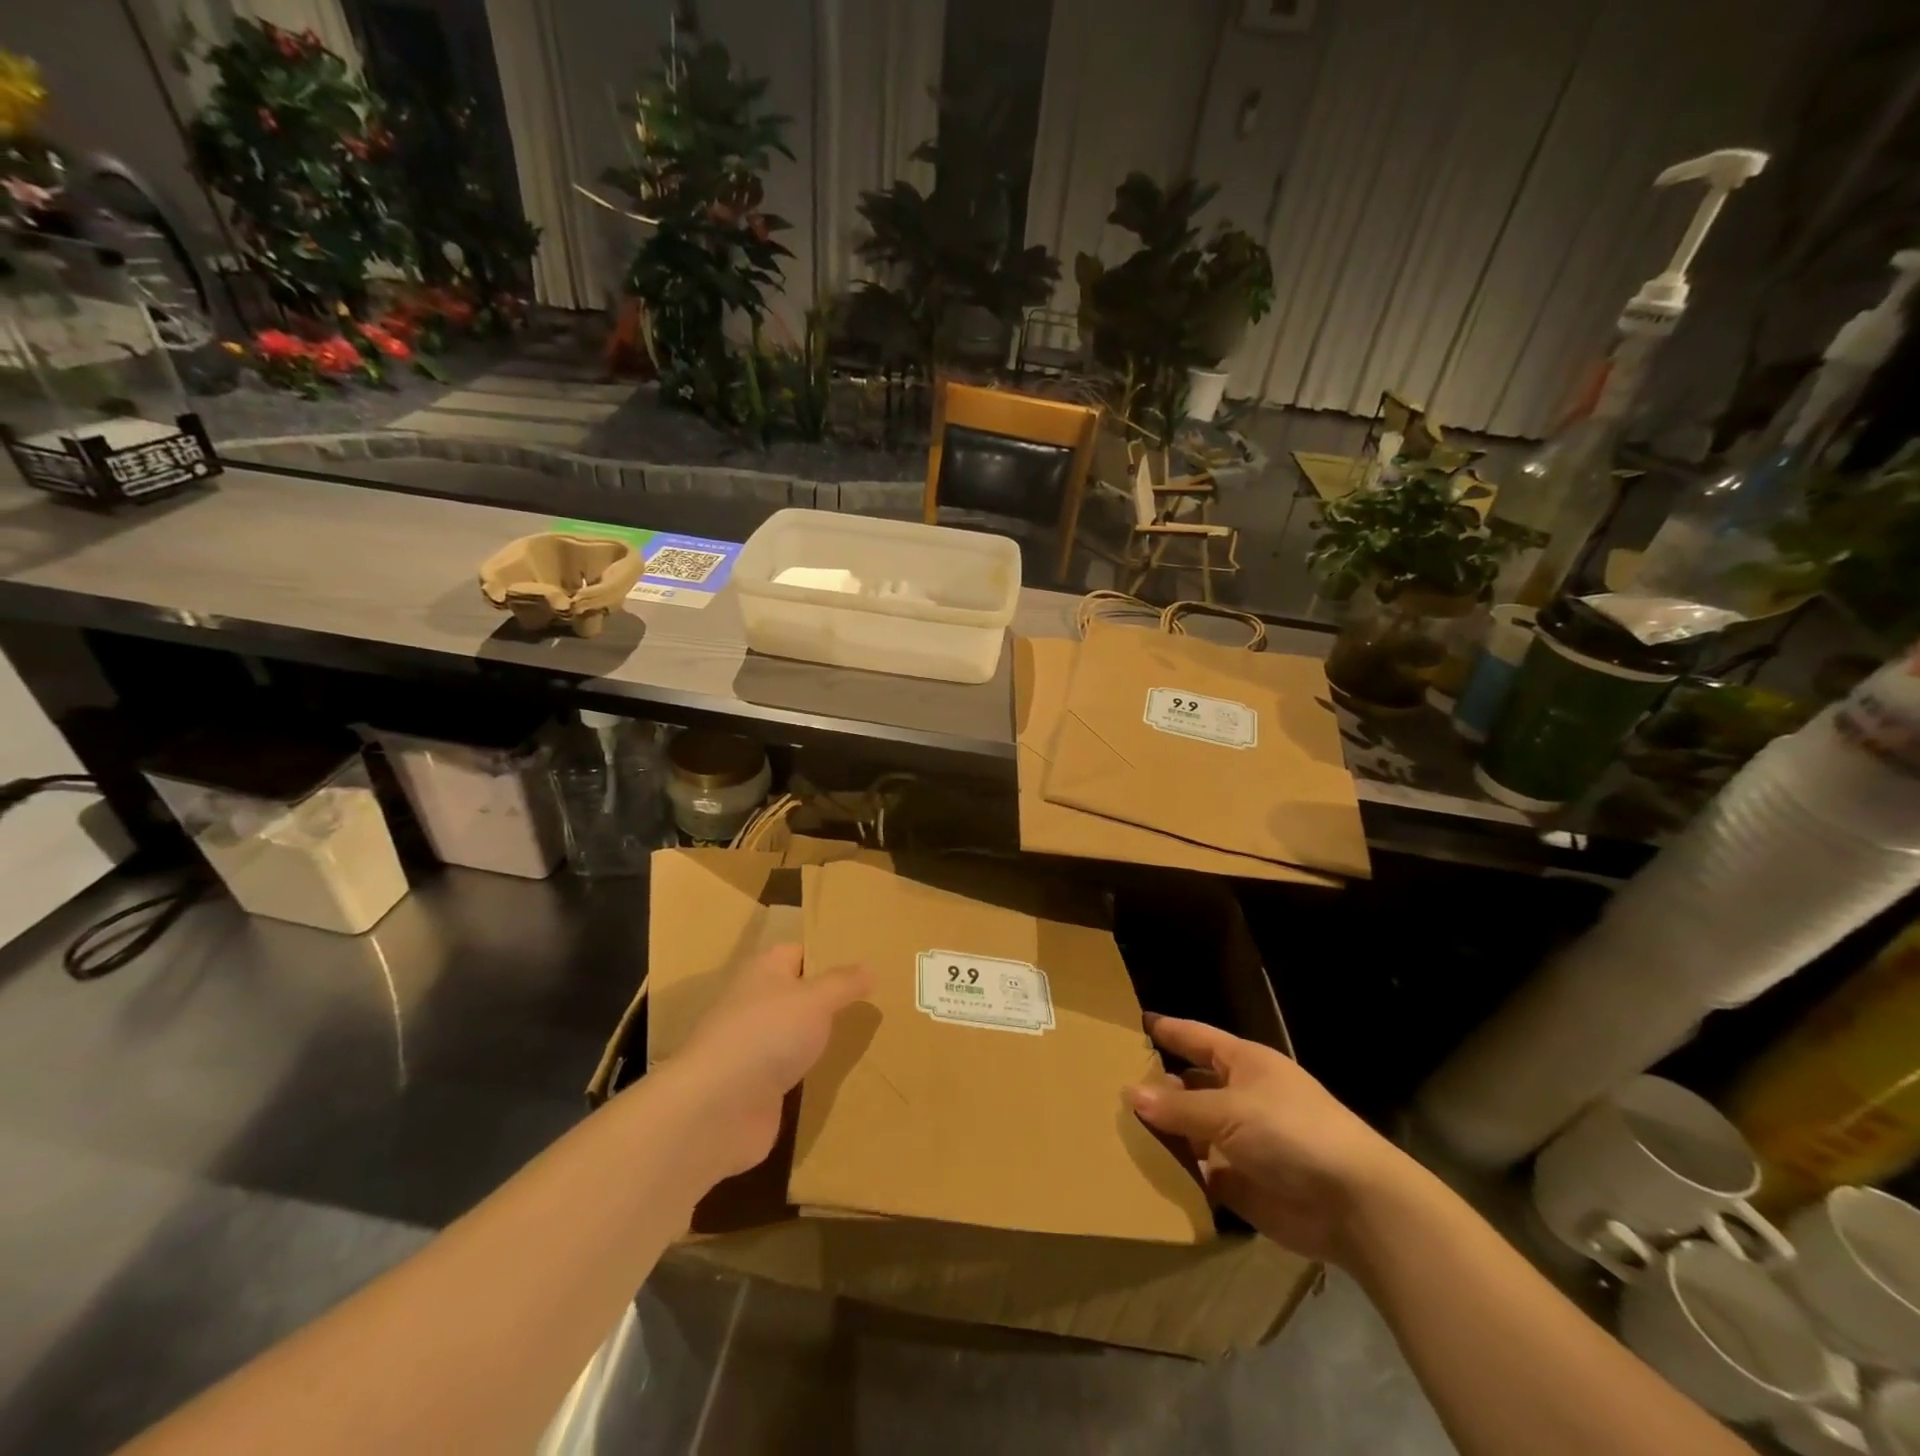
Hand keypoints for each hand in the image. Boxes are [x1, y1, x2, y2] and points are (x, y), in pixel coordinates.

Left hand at [669, 943, 871, 1180]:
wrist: (716, 1109)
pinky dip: (812, 1074)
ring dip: (821, 1039)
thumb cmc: (767, 1034)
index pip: (799, 952)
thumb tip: (870, 967)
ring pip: (796, 1035)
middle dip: (830, 999)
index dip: (828, 955)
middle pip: (798, 994)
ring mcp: (753, 1048)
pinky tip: (842, 1076)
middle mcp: (755, 1004)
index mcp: (763, 971)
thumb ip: (844, 983)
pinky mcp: (756, 1087)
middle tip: (875, 1001)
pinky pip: (792, 1072)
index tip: (864, 964)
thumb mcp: (816, 999)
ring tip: (866, 1037)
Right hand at [1126, 1015, 1416, 1265]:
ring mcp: (1242, 1142)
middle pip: (1190, 1085)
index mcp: (1243, 1064)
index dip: (1167, 1030)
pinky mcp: (1243, 1184)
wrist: (1354, 1205)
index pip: (1196, 1037)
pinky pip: (1200, 1174)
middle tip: (1110, 1085)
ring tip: (1117, 1130)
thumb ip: (1178, 1107)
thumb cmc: (1291, 1133)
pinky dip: (1178, 1174)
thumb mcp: (1229, 1112)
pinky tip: (1145, 1173)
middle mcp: (1241, 1097)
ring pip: (1191, 1130)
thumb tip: (1130, 1093)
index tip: (1134, 1023)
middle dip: (1157, 1086)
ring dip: (1163, 1133)